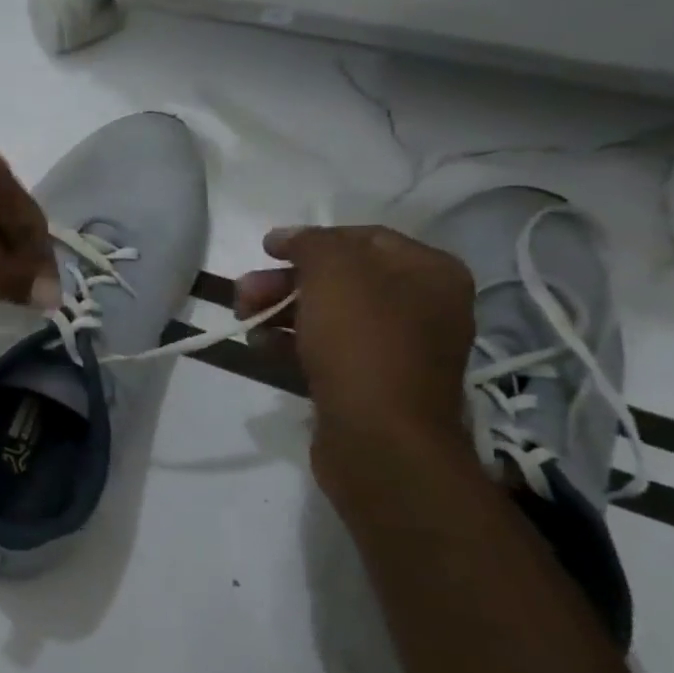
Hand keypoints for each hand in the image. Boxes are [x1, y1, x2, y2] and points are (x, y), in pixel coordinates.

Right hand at [236, 225, 475, 469]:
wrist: (379, 437)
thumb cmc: (362, 342)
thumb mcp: (333, 274)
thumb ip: (310, 243)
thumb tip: (287, 236)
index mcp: (429, 273)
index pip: (364, 238)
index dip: (311, 239)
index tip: (265, 250)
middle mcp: (422, 306)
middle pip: (341, 279)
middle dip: (285, 282)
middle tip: (244, 293)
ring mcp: (398, 348)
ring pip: (328, 315)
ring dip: (280, 312)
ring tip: (244, 321)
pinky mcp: (371, 382)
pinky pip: (327, 349)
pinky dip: (292, 343)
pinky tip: (261, 347)